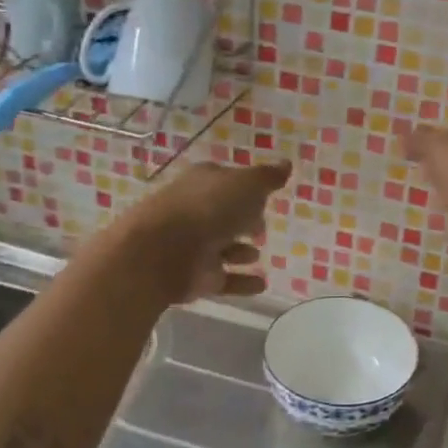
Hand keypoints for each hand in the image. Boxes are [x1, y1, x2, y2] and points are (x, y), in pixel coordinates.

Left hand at [113, 159, 291, 302]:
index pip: (227, 179)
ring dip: (239, 251)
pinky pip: (223, 279)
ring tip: (258, 254)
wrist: (160, 253)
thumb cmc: (207, 209)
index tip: (264, 195)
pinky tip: (262, 284)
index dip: (246, 186)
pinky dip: (242, 281)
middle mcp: (196, 210)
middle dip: (241, 219)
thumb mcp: (246, 184)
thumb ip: (267, 177)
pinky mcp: (194, 277)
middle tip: (261, 226)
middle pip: (222, 213)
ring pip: (221, 247)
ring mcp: (193, 245)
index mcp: (204, 182)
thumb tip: (286, 163)